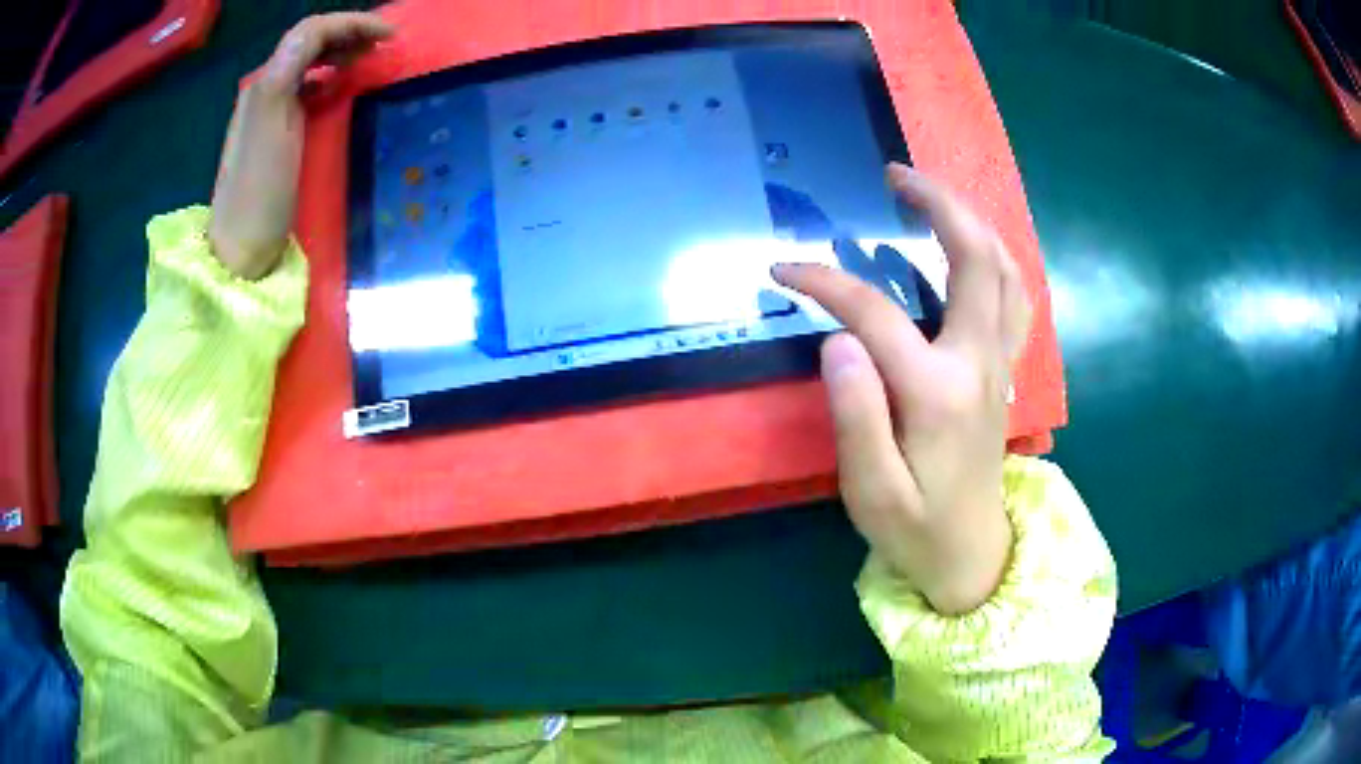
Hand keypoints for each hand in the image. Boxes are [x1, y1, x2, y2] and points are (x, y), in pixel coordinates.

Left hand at [209, 13, 392, 279]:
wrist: (239, 251)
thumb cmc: (260, 190)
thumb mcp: (274, 119)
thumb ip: (293, 66)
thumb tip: (322, 32)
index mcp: (267, 82)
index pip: (312, 31)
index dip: (352, 23)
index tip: (390, 36)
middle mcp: (265, 88)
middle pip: (309, 41)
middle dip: (349, 32)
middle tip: (384, 44)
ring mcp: (268, 112)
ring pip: (307, 62)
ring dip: (340, 50)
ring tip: (368, 58)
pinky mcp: (273, 134)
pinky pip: (304, 87)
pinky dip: (328, 76)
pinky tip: (339, 86)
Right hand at [773, 163, 1030, 614]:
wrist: (971, 554)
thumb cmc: (915, 528)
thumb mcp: (871, 490)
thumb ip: (856, 414)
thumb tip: (837, 338)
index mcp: (938, 392)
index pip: (874, 314)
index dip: (825, 281)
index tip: (783, 267)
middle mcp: (978, 363)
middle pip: (975, 259)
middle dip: (938, 204)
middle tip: (895, 174)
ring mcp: (999, 364)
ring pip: (1005, 269)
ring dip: (971, 221)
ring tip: (930, 195)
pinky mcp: (1004, 370)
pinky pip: (1013, 297)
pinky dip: (994, 257)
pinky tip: (970, 247)